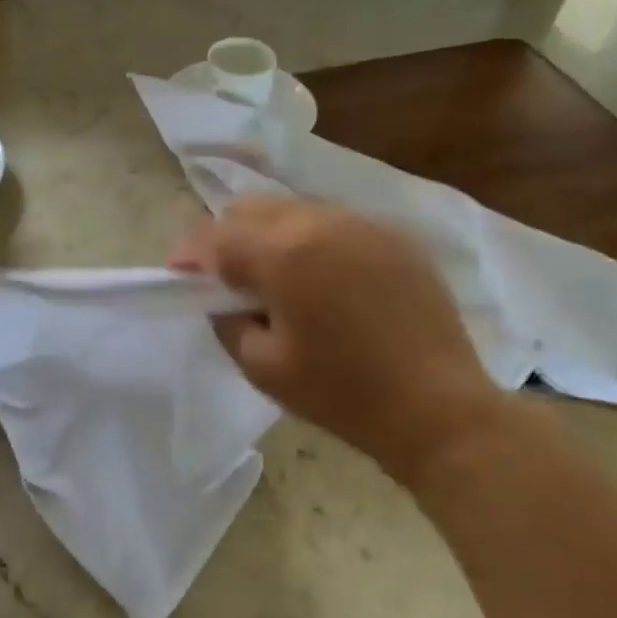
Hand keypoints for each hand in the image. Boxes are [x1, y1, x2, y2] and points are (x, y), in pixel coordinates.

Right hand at [170, 198, 511, 485]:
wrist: (438, 408)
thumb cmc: (342, 393)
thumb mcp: (262, 367)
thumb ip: (227, 321)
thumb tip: (221, 298)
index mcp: (284, 254)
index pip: (216, 237)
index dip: (189, 253)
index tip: (177, 275)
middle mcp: (321, 222)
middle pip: (251, 208)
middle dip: (225, 237)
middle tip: (223, 277)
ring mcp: (363, 223)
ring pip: (293, 209)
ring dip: (268, 234)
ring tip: (272, 275)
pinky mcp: (394, 235)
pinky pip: (334, 221)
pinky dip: (311, 239)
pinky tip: (320, 277)